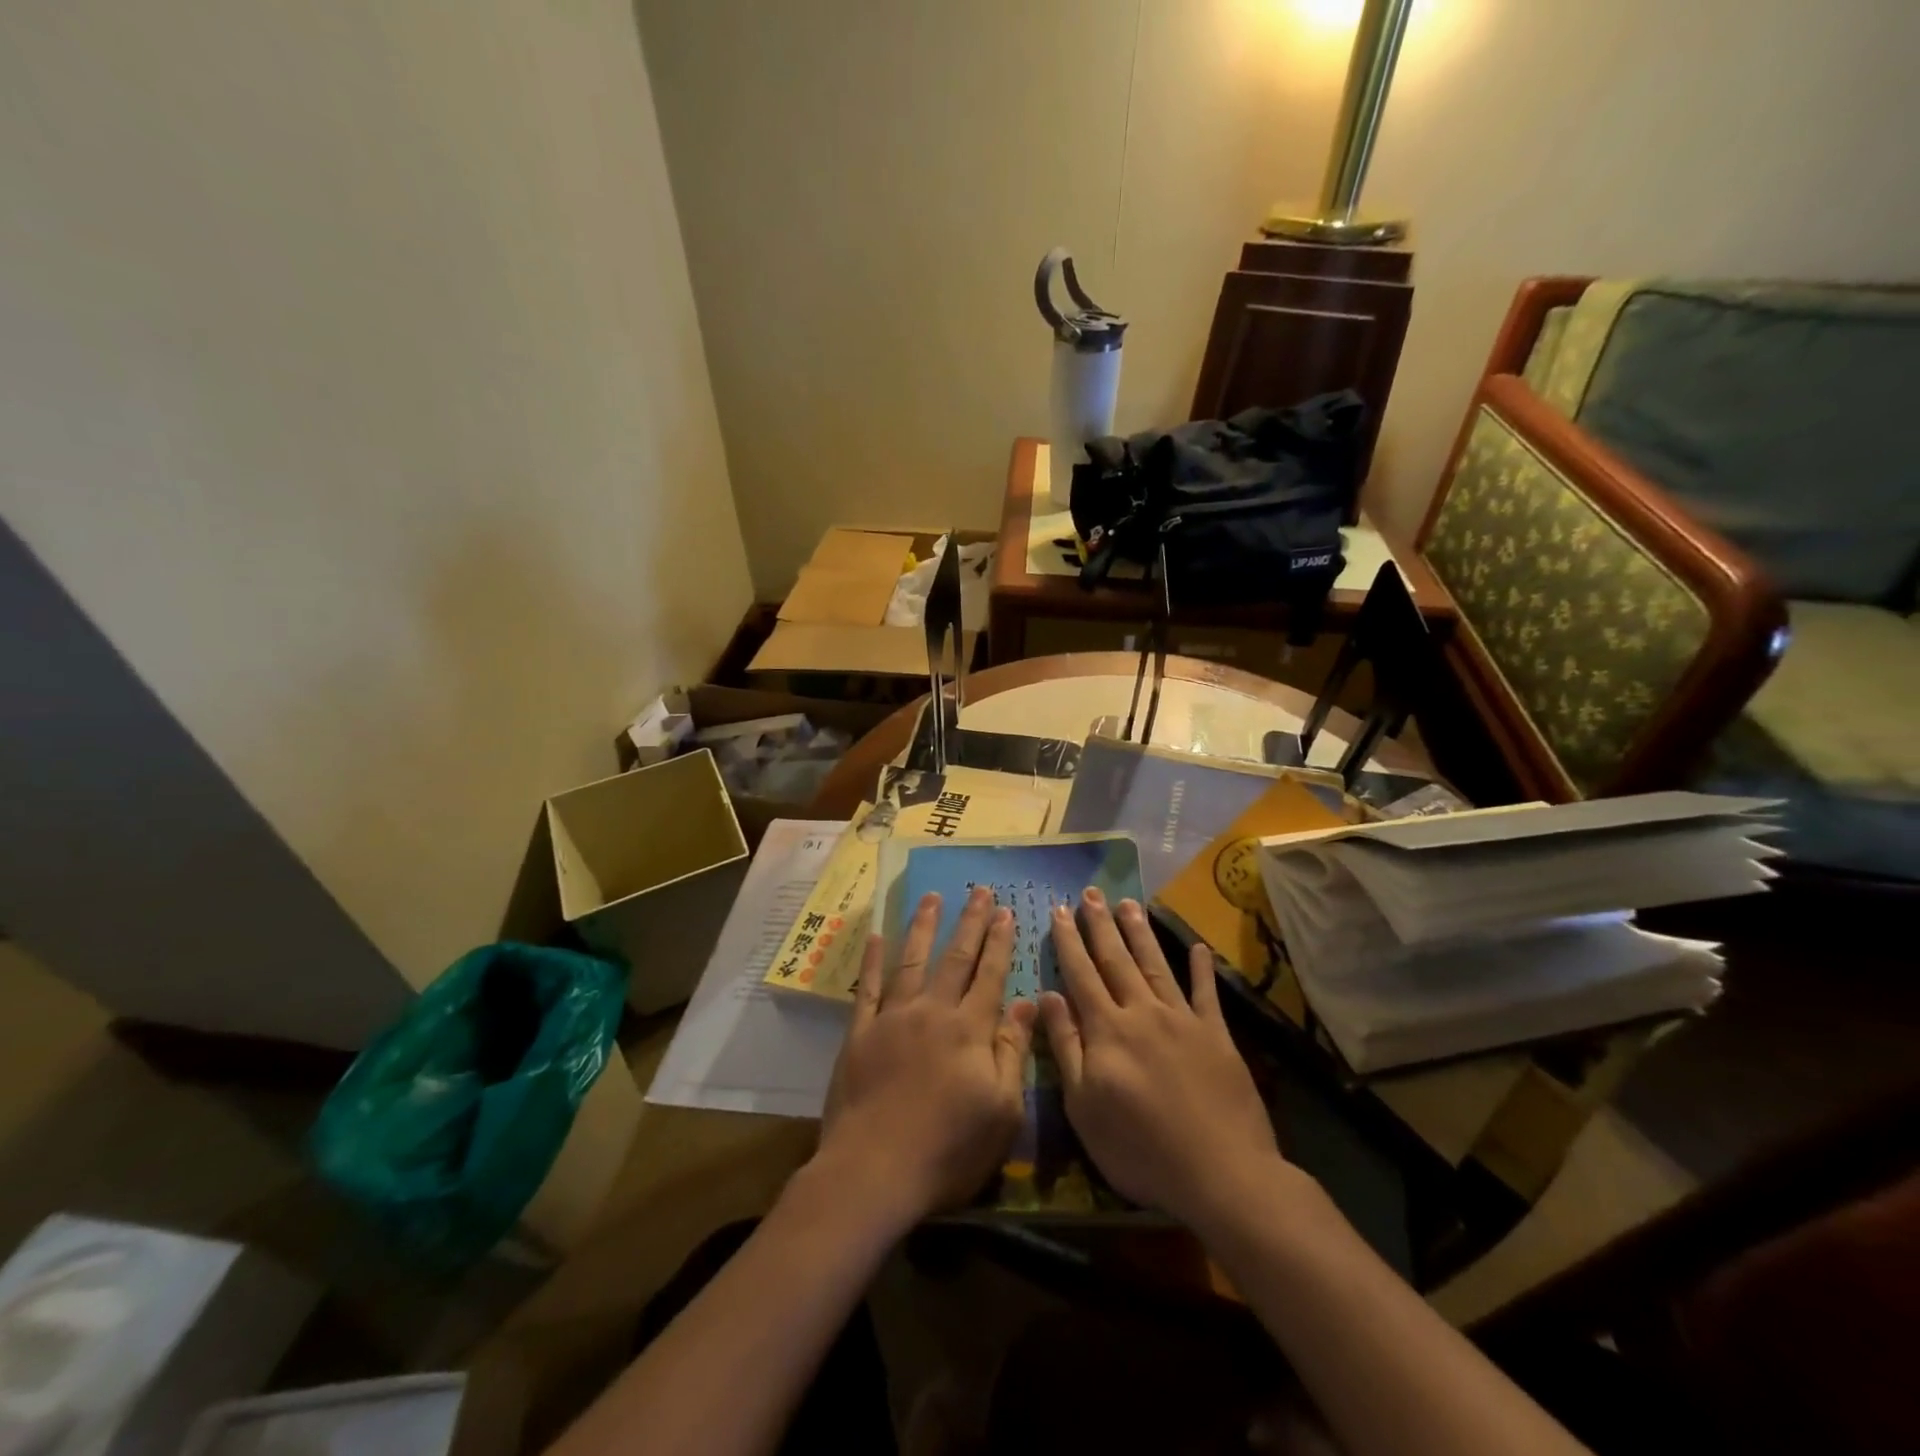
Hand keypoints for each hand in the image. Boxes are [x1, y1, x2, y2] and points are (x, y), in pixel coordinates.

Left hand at [815, 887, 1036, 1231]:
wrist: (874, 1170)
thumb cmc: (948, 1150)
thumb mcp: (1002, 1111)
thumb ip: (1012, 1051)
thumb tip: (1028, 1002)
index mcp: (969, 1030)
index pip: (990, 975)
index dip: (999, 942)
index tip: (1005, 911)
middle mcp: (932, 1012)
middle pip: (955, 958)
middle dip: (969, 922)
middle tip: (978, 889)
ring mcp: (892, 1019)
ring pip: (912, 961)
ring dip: (923, 927)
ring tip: (932, 897)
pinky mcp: (859, 1033)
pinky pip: (868, 987)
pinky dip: (874, 960)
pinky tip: (878, 936)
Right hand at [1040, 889, 1288, 1229]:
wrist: (1221, 1173)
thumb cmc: (1140, 1150)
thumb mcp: (1084, 1107)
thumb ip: (1066, 1046)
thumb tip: (1049, 996)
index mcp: (1107, 1030)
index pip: (1081, 974)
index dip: (1068, 941)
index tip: (1059, 911)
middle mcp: (1143, 1012)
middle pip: (1116, 960)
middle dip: (1100, 925)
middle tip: (1090, 892)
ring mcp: (1183, 1020)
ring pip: (1155, 965)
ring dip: (1140, 933)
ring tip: (1128, 903)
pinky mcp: (1217, 1035)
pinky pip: (1206, 993)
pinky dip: (1201, 968)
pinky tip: (1197, 946)